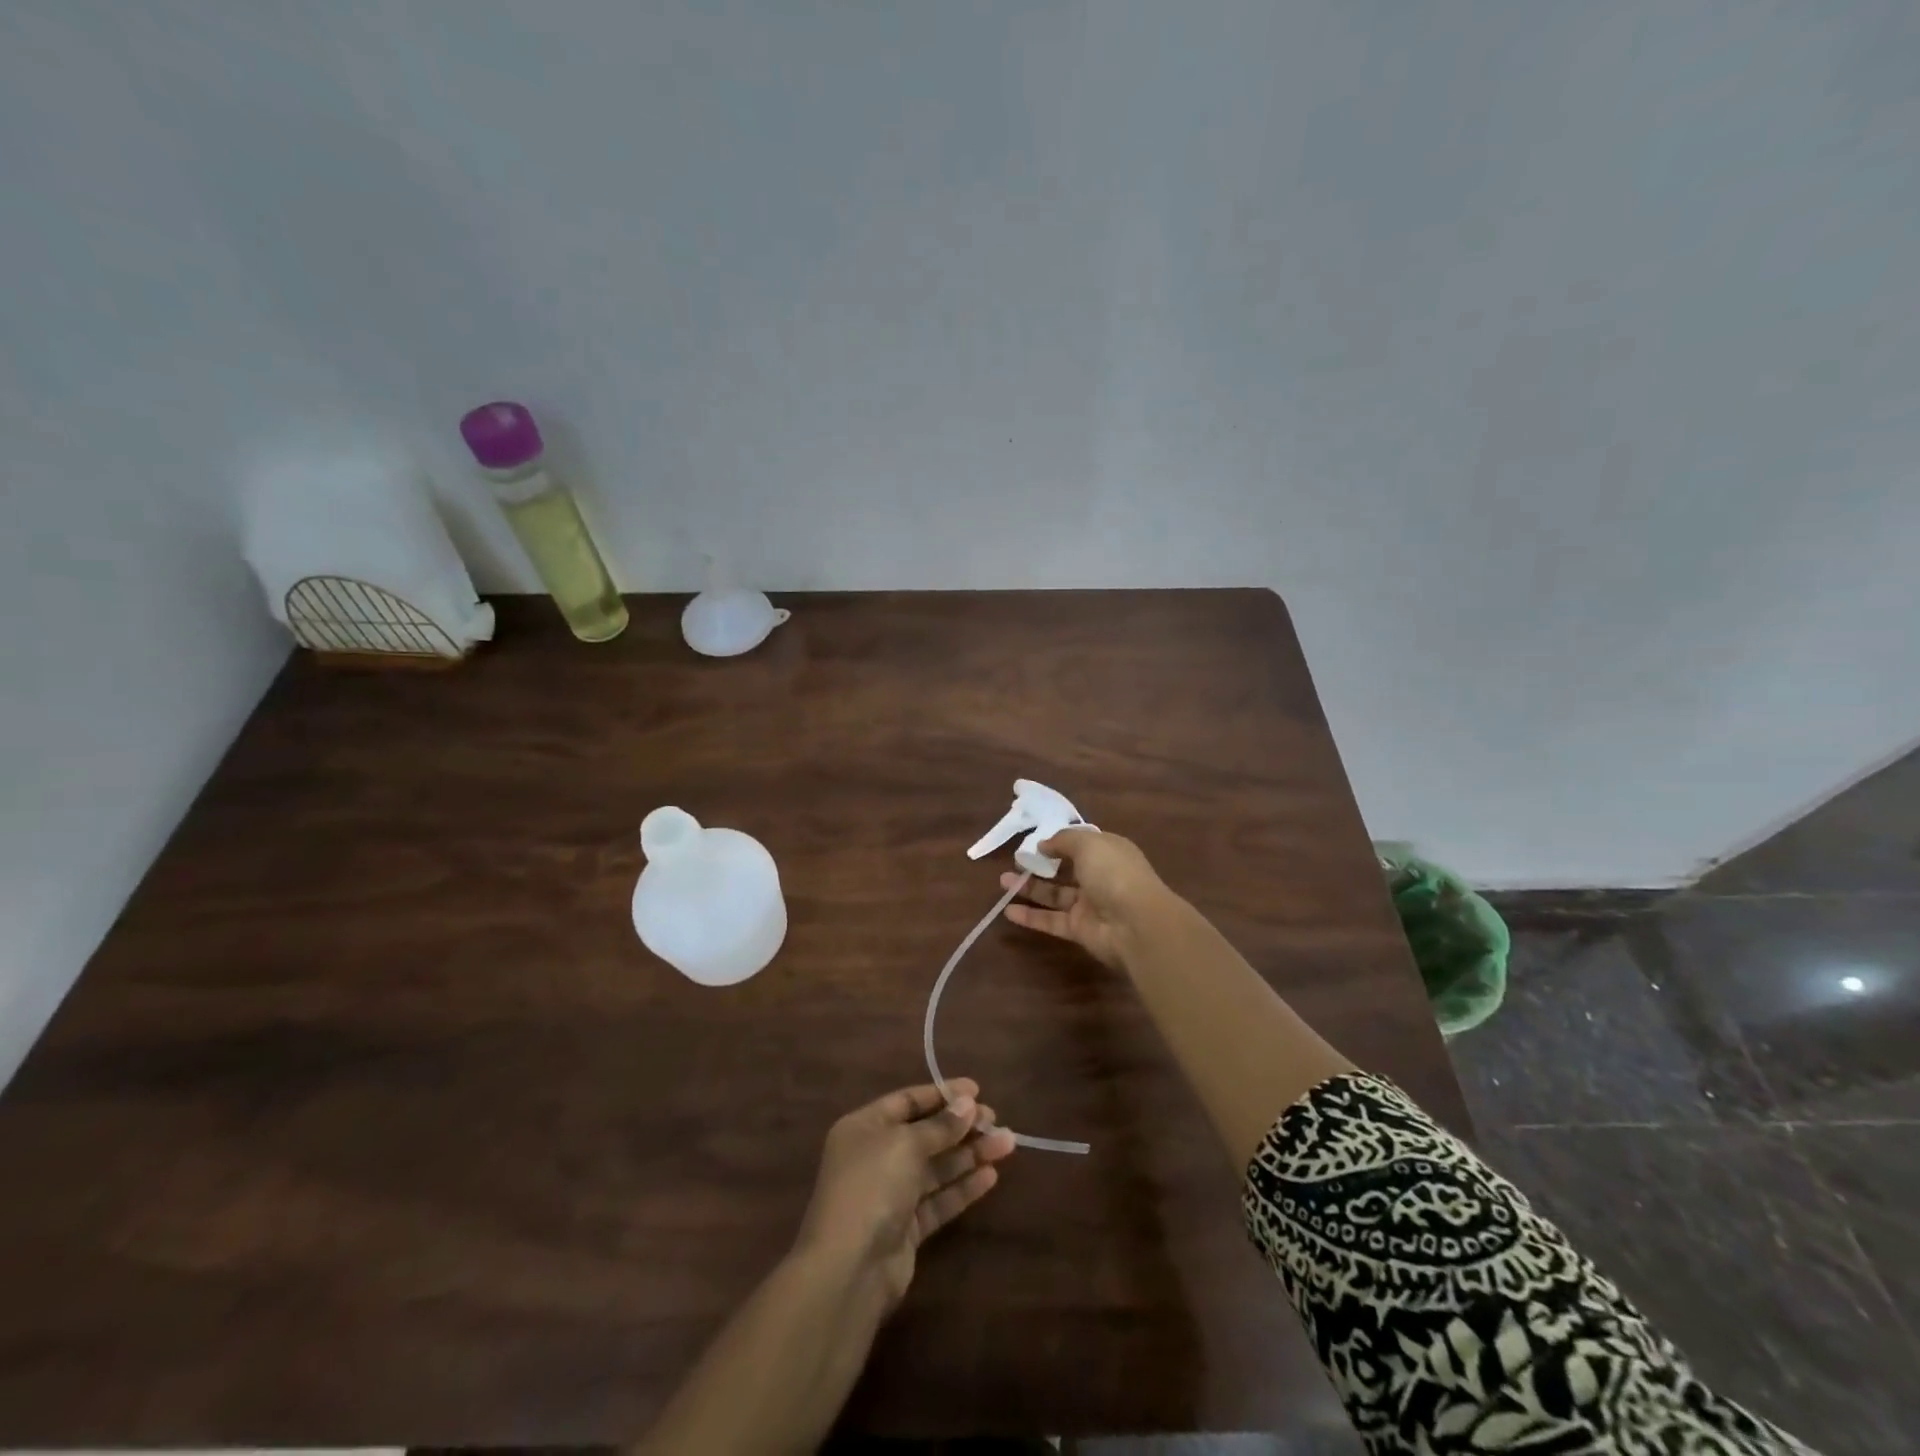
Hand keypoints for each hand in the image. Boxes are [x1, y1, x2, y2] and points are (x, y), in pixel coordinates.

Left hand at [793, 1080, 1015, 1310]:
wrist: (849, 1269)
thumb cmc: (871, 1187)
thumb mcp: (905, 1145)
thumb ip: (940, 1126)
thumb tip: (968, 1104)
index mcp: (865, 1127)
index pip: (907, 1102)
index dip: (941, 1095)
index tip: (976, 1091)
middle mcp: (875, 1157)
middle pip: (925, 1134)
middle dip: (960, 1126)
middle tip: (995, 1120)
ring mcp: (891, 1194)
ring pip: (936, 1167)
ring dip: (969, 1154)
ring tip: (1007, 1143)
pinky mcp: (906, 1228)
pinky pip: (938, 1199)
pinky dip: (962, 1187)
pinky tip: (990, 1176)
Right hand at [1001, 828, 1172, 969]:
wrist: (1136, 924)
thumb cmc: (1114, 873)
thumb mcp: (1088, 843)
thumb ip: (1062, 840)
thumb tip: (1043, 845)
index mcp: (1108, 852)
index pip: (1083, 843)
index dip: (1060, 841)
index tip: (1036, 840)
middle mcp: (1100, 877)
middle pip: (1066, 869)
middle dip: (1041, 864)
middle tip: (1016, 861)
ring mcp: (1090, 905)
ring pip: (1055, 895)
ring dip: (1030, 888)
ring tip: (1003, 881)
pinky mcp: (1079, 930)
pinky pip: (1051, 921)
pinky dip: (1030, 917)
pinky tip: (1008, 911)